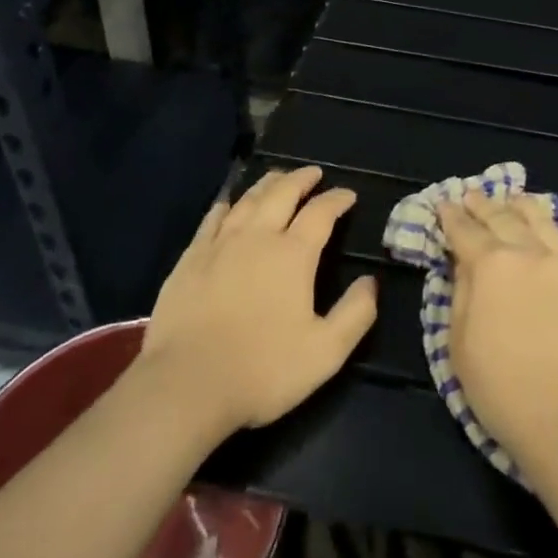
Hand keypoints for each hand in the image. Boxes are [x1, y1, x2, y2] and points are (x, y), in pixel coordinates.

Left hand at [140, 166, 377, 437]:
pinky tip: (228, 204)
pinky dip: (226, 205)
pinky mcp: (190, 259)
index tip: (348, 195)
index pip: (321, 213)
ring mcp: (220, 244)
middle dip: (302, 179)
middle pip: (282, 193)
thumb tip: (370, 282)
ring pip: (248, 200)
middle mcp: (258, 237)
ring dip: (267, 184)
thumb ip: (354, 314)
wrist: (186, 385)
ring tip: (278, 178)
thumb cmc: (262, 370)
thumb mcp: (324, 352)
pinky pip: (212, 219)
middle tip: (313, 173)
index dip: (337, 199)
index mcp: (293, 254)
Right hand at [438, 192, 557, 471]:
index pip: (464, 230)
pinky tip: (541, 228)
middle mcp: (528, 252)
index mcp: (491, 265)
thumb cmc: (504, 391)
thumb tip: (463, 264)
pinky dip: (545, 226)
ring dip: (517, 206)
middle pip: (501, 216)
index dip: (450, 216)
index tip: (443, 205)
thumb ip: (460, 293)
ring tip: (509, 199)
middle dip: (481, 204)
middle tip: (470, 196)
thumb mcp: (460, 345)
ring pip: (537, 219)